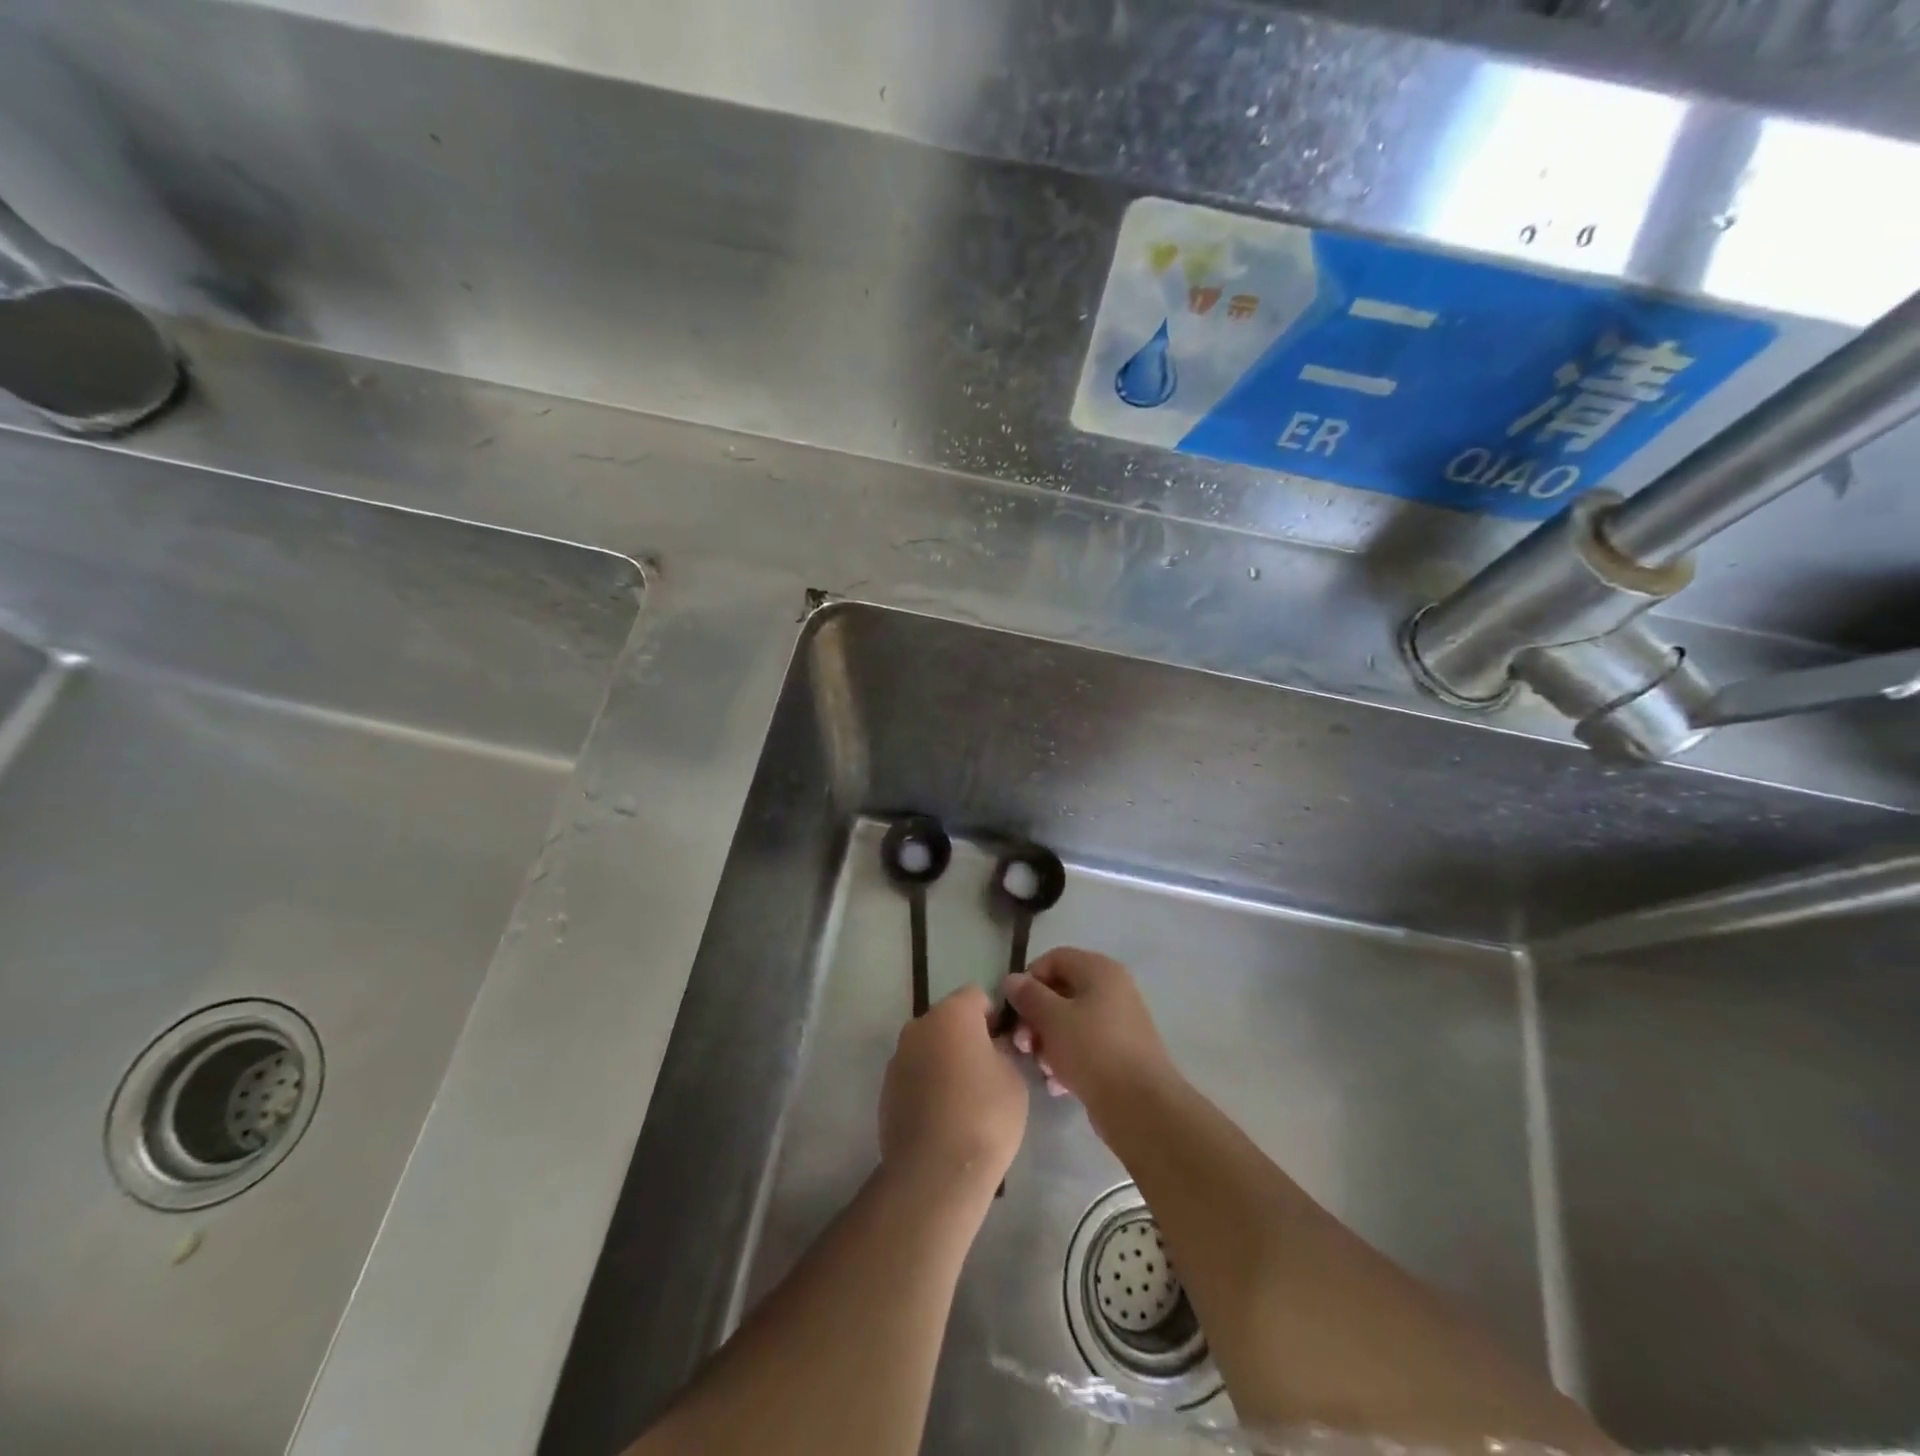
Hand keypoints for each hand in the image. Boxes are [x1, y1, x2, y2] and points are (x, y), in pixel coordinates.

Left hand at [880, 985, 1027, 1201]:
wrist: (936, 1172)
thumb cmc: (985, 1115)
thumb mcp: (1014, 1077)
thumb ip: (1004, 1051)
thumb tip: (994, 1047)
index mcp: (951, 1014)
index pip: (977, 996)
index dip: (994, 1017)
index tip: (1006, 1045)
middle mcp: (919, 1026)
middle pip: (949, 1020)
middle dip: (967, 1037)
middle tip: (989, 1071)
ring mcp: (898, 1058)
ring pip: (929, 1047)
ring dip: (945, 1060)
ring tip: (965, 1098)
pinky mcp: (886, 1090)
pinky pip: (915, 1074)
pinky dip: (929, 1084)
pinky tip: (944, 1117)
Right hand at [1004, 948, 1178, 1119]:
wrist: (1142, 1106)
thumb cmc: (1093, 1050)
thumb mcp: (1052, 1018)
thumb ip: (1028, 995)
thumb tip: (1013, 980)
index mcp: (1099, 970)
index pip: (1053, 959)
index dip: (1029, 980)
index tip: (1015, 1009)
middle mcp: (1112, 989)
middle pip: (1060, 992)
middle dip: (1035, 1018)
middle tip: (1023, 1045)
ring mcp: (1119, 1022)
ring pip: (1070, 1023)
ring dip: (1048, 1043)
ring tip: (1042, 1068)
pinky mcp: (1121, 1053)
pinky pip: (1085, 1047)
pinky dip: (1067, 1060)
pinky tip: (1057, 1084)